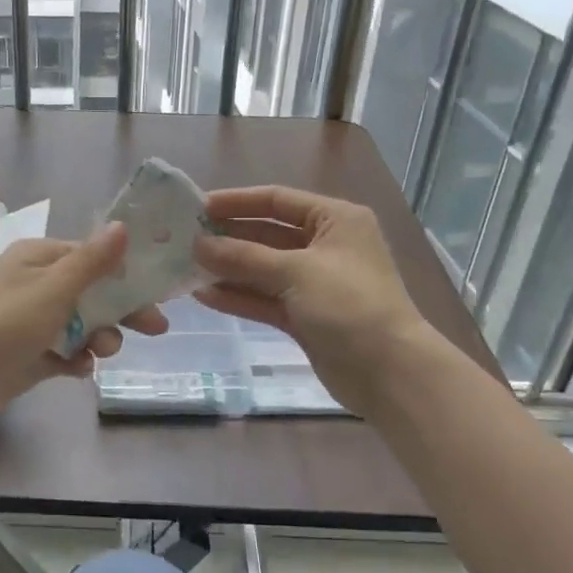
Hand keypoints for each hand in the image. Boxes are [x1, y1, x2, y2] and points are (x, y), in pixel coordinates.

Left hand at [0, 225, 168, 440]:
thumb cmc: (1, 323)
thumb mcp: (53, 288)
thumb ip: (92, 261)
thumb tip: (122, 225)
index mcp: (39, 259)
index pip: (93, 258)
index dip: (126, 273)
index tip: (158, 290)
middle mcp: (35, 286)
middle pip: (91, 293)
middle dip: (121, 310)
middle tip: (157, 329)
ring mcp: (29, 324)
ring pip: (79, 325)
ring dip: (98, 337)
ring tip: (102, 352)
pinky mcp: (25, 357)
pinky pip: (62, 354)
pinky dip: (75, 360)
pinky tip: (79, 370)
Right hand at [193, 186, 441, 419]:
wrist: (388, 372)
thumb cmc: (349, 305)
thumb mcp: (296, 271)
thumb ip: (244, 257)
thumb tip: (198, 245)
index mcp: (335, 220)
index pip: (277, 200)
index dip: (237, 202)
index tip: (197, 208)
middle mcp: (325, 246)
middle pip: (267, 234)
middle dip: (228, 237)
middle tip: (184, 240)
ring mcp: (314, 283)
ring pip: (263, 269)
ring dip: (228, 269)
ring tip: (186, 268)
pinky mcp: (304, 316)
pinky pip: (265, 299)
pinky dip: (238, 297)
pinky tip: (204, 295)